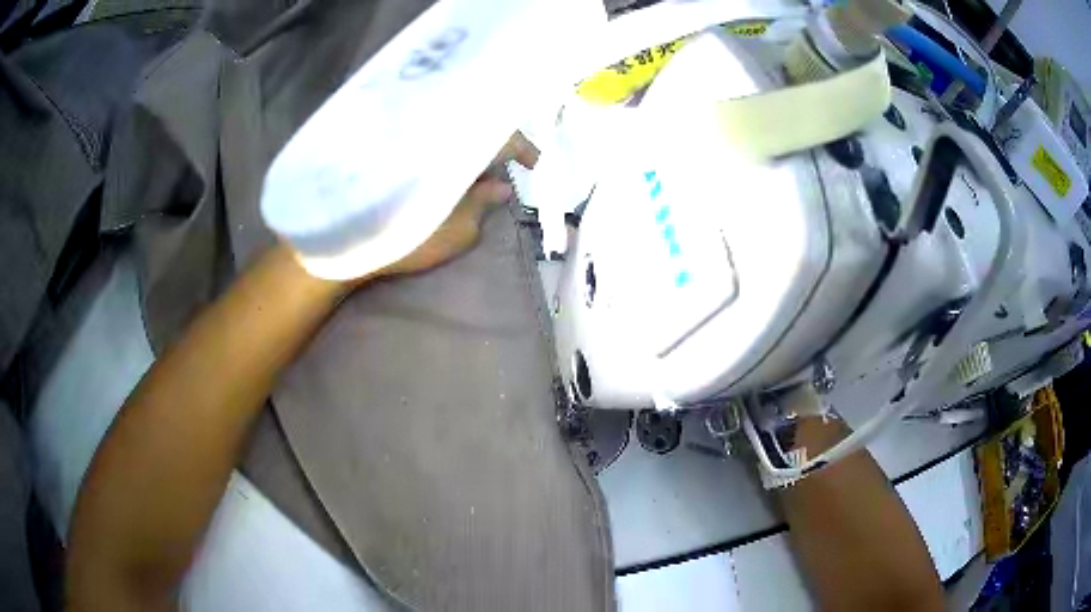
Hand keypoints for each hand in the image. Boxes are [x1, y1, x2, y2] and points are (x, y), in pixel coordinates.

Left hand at [374, 132, 538, 279]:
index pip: (503, 136)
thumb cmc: (408, 238)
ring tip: (478, 174)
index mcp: (461, 150)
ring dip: (471, 149)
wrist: (348, 238)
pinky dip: (447, 152)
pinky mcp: (397, 147)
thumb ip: (484, 204)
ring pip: (456, 132)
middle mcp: (441, 135)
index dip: (523, 148)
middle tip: (507, 169)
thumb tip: (502, 186)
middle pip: (479, 126)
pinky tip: (448, 172)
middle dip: (497, 146)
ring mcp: (417, 138)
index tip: (534, 165)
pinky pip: (432, 140)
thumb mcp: (459, 231)